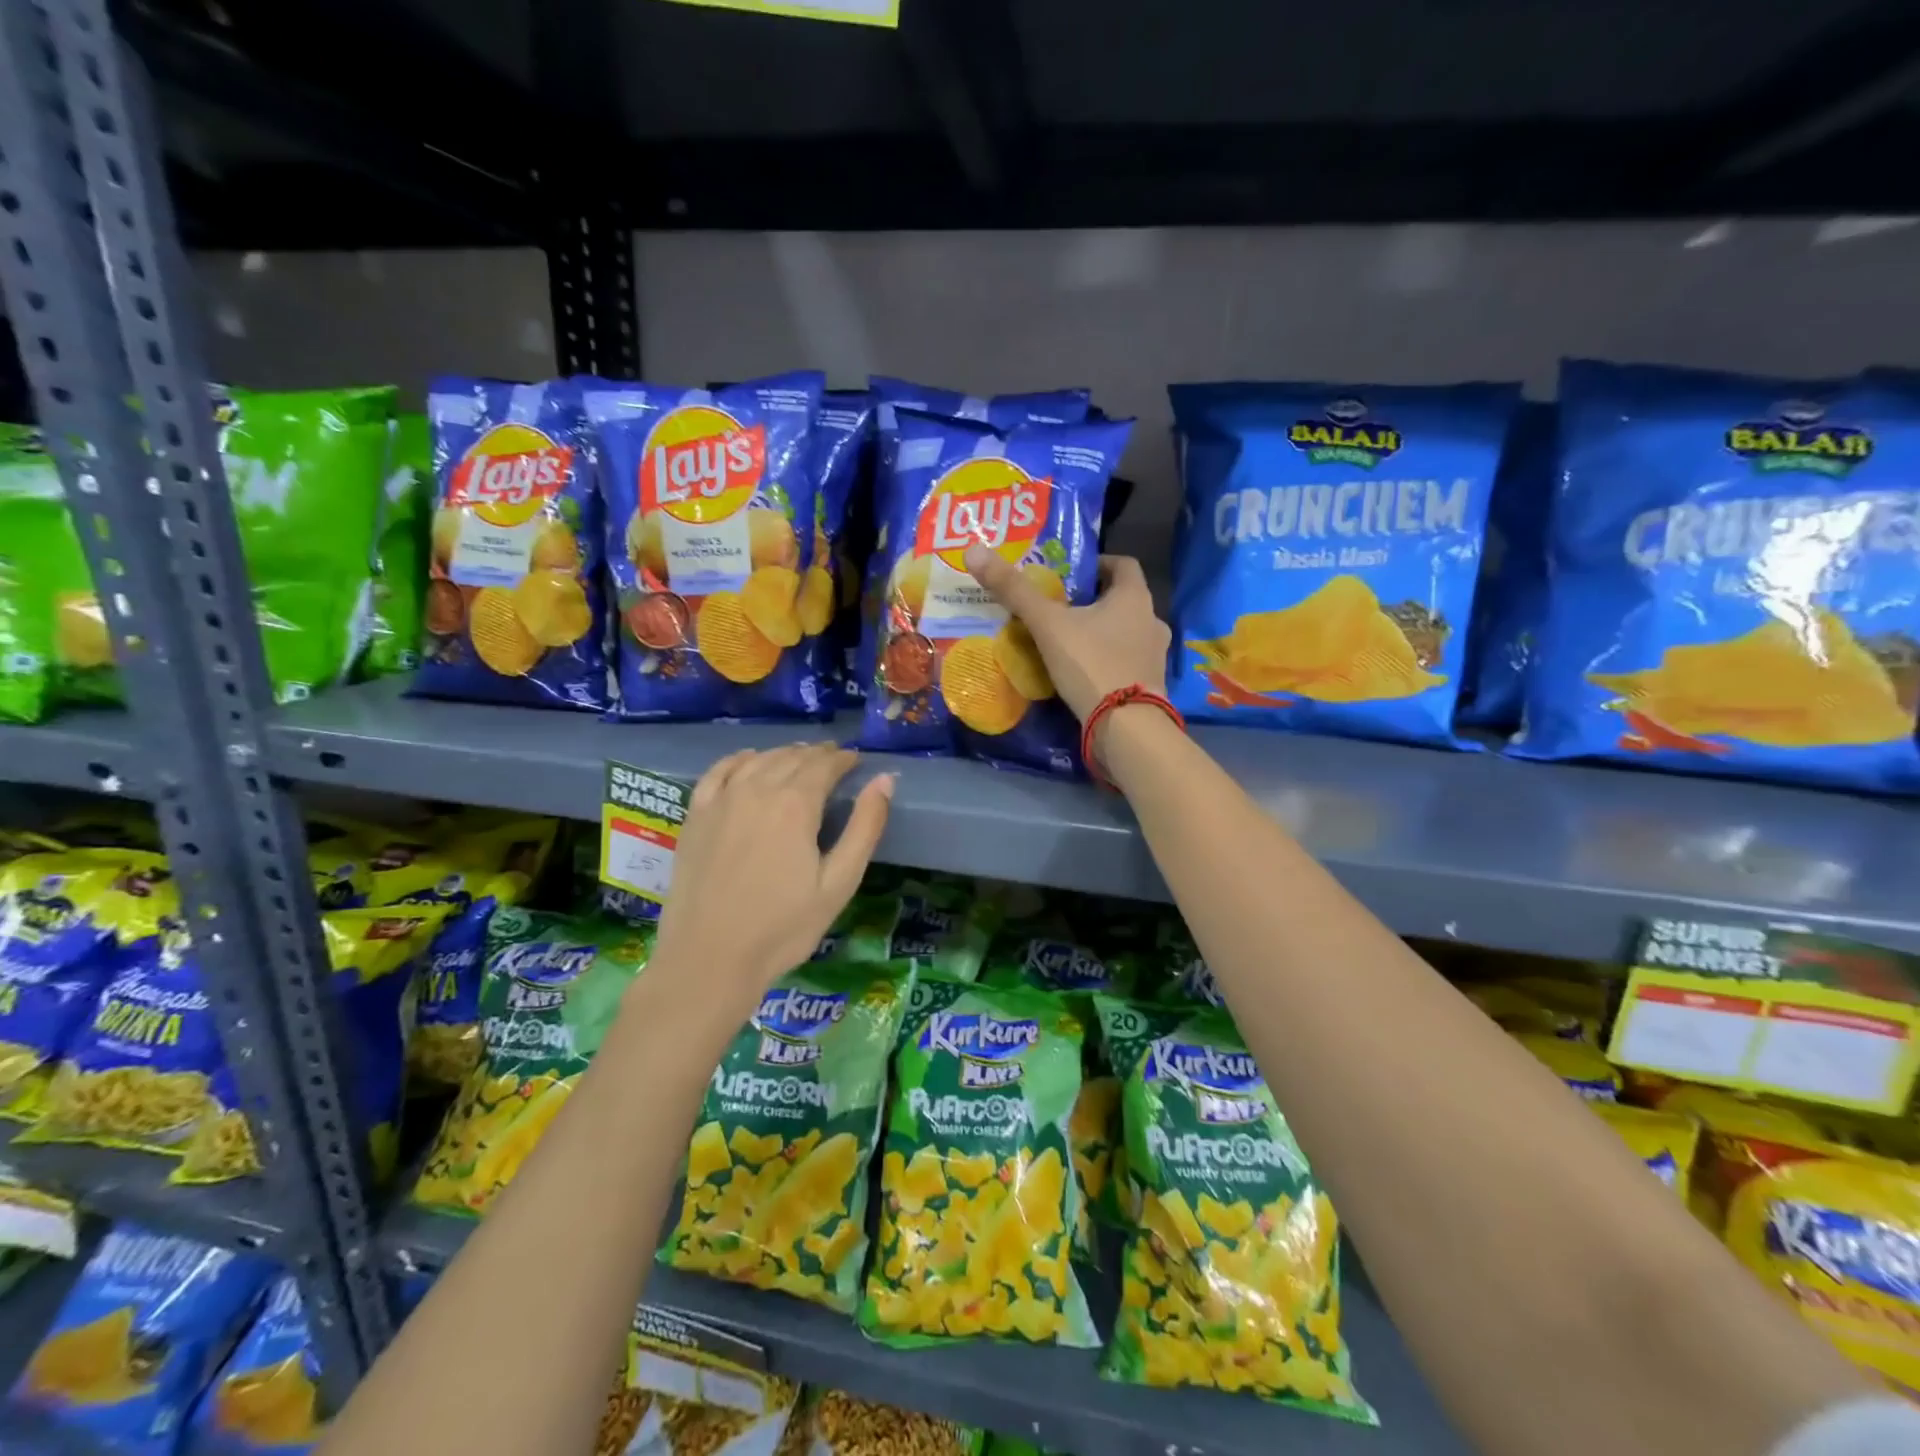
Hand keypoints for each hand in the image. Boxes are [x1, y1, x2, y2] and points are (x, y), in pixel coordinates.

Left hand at [652, 745, 893, 1005]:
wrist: (709, 959)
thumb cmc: (783, 928)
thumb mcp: (839, 883)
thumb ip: (865, 828)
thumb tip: (885, 780)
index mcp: (795, 804)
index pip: (825, 765)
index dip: (844, 759)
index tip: (856, 761)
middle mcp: (757, 789)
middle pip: (792, 758)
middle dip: (817, 755)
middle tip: (834, 760)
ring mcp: (721, 800)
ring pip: (758, 760)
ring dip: (784, 754)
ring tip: (800, 759)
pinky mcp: (695, 815)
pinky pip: (719, 771)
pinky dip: (740, 759)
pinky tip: (749, 761)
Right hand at [963, 546, 1170, 720]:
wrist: (1126, 728)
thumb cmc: (1091, 664)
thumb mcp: (1047, 625)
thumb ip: (1014, 591)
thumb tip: (974, 550)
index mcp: (1135, 597)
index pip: (1123, 564)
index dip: (1097, 564)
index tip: (1069, 575)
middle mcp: (1152, 621)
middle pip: (1121, 600)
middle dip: (1092, 602)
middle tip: (1058, 609)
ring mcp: (1154, 656)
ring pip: (1124, 633)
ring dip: (1100, 633)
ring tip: (1066, 643)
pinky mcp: (1150, 685)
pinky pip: (1125, 663)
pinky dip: (1106, 661)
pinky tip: (1081, 673)